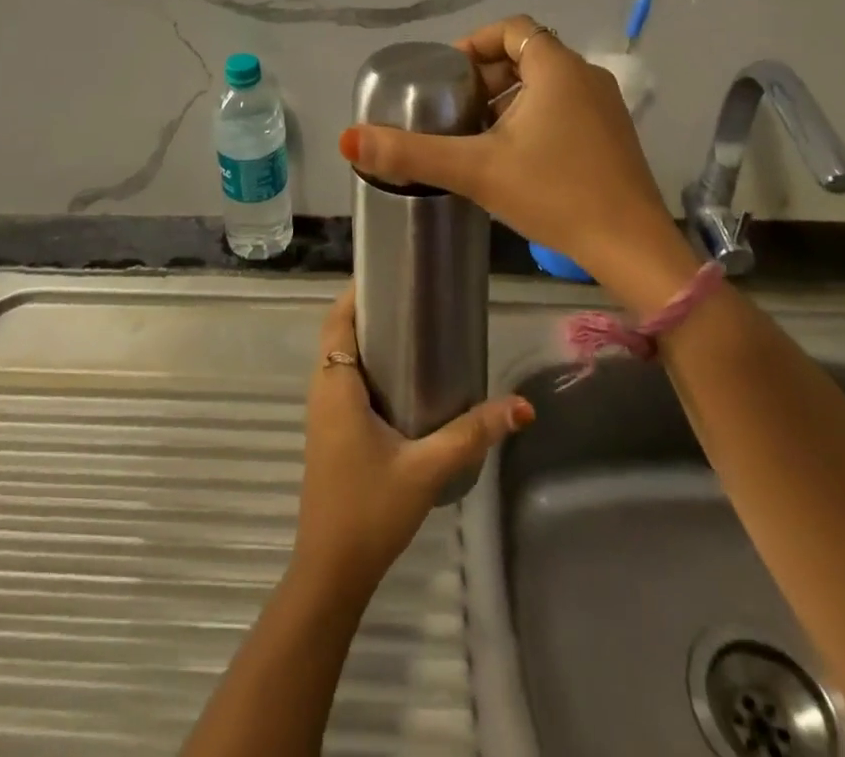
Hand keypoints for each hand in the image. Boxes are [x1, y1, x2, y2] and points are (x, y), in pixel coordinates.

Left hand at [292, 284, 532, 597]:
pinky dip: (365, 366)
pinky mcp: (330, 433)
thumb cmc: (370, 510)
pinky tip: (403, 380)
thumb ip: (472, 434)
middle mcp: (322, 391)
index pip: (337, 320)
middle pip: (339, 334)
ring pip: (340, 359)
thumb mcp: (427, 469)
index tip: (390, 273)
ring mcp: (323, 414)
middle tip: (414, 298)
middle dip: (369, 311)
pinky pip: (343, 382)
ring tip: (413, 329)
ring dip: (367, 340)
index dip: (356, 292)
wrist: (332, 571)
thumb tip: (522, 406)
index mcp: (336, 386)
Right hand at [338, 16, 694, 295]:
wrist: (632, 247)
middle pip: (527, 55)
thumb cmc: (555, 194)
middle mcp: (586, 76)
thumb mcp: (476, 170)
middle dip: (486, 76)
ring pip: (546, 84)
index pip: (511, 29)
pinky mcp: (613, 136)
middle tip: (454, 108)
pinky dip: (534, 117)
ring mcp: (606, 107)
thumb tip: (349, 138)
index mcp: (557, 69)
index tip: (446, 75)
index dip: (473, 44)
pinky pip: (564, 107)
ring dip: (509, 99)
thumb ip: (411, 153)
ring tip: (476, 134)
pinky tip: (514, 157)